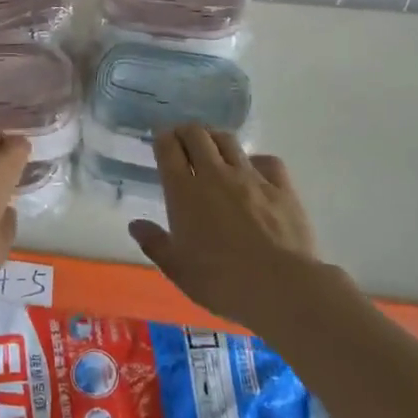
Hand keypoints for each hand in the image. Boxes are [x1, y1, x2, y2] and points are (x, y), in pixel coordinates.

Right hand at [128, 126, 328, 331]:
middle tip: (181, 138)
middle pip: (197, 135)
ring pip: (228, 141)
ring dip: (215, 137)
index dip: (162, 139)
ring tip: (212, 145)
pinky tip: (254, 170)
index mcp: (184, 192)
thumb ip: (154, 243)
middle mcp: (215, 174)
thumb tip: (136, 225)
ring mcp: (251, 177)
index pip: (168, 150)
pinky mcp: (281, 187)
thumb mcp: (177, 269)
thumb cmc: (220, 281)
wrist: (281, 286)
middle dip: (185, 131)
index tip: (160, 138)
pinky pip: (266, 160)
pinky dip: (255, 160)